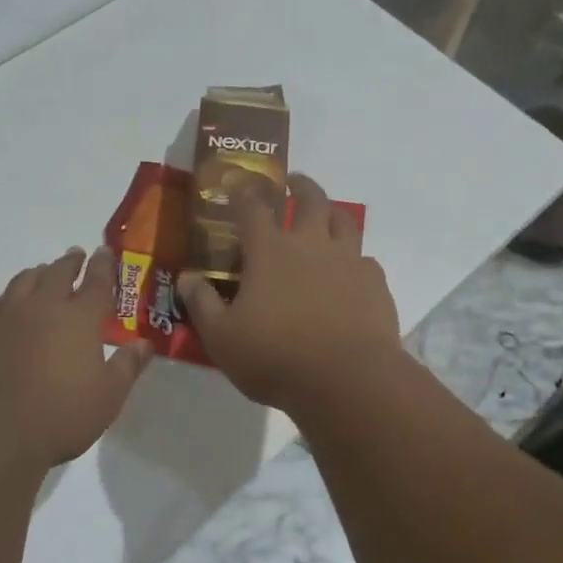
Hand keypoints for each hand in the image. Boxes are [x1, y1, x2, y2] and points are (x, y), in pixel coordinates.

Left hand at [0, 247, 153, 465]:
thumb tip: (144, 344)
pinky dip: (6, 297)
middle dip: (70, 262)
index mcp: (81, 318)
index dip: (103, 265)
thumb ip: (127, 366)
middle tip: (76, 255)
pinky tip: (6, 303)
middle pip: (58, 273)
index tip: (105, 252)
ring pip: (23, 282)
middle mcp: (44, 307)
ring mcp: (7, 317)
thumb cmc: (62, 414)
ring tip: (42, 272)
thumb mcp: (108, 396)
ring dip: (37, 273)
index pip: (97, 282)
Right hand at [178, 173, 400, 413]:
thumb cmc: (276, 357)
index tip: (238, 185)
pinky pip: (365, 260)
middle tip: (293, 183)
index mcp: (270, 251)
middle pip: (310, 199)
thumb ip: (202, 303)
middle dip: (300, 186)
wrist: (347, 380)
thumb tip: (187, 277)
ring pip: (345, 221)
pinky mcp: (375, 284)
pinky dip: (354, 260)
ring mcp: (349, 261)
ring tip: (326, 217)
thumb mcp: (222, 338)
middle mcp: (311, 244)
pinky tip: (350, 273)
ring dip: (332, 213)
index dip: (243, 192)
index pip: (252, 207)